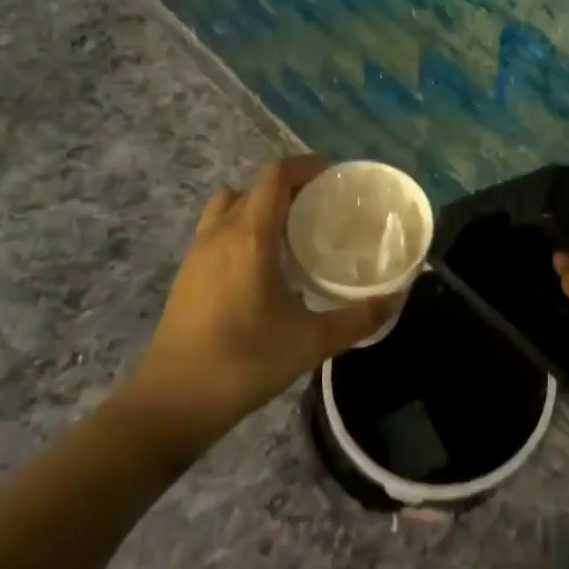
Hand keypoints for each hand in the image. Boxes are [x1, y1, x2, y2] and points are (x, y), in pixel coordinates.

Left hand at [127, 157, 394, 435]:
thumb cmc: (244, 362)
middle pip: (253, 187)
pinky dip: (242, 230)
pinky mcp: (187, 276)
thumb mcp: (311, 342)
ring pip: (229, 207)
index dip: (306, 166)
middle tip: (321, 208)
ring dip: (259, 207)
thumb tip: (396, 299)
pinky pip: (217, 231)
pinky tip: (264, 268)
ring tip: (292, 234)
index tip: (336, 178)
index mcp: (250, 236)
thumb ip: (358, 318)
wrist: (173, 401)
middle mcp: (220, 233)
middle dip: (288, 187)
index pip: (275, 175)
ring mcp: (197, 253)